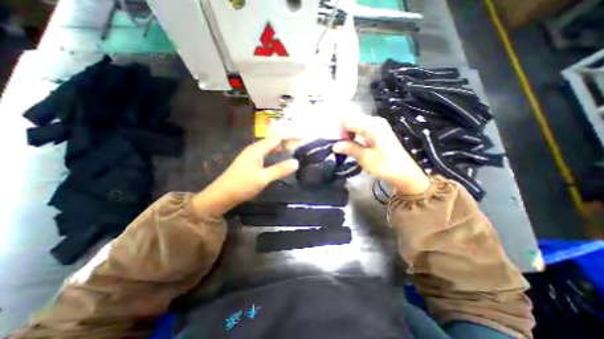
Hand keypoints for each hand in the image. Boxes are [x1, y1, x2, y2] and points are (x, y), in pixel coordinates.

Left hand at [192, 136, 297, 217]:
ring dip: (282, 146)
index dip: (291, 136)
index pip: (277, 138)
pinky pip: (267, 153)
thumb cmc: (241, 185)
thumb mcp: (262, 178)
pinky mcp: (252, 162)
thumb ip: (279, 170)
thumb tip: (296, 162)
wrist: (221, 195)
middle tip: (302, 142)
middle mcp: (255, 149)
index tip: (303, 136)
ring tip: (294, 148)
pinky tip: (280, 156)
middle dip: (288, 140)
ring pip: (270, 147)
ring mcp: (252, 155)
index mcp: (257, 149)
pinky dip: (276, 153)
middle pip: (274, 140)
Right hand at [336, 114, 428, 193]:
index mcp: (372, 125)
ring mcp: (376, 126)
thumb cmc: (385, 166)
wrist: (404, 174)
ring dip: (346, 132)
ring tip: (340, 143)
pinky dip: (352, 134)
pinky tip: (348, 142)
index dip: (338, 128)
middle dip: (341, 128)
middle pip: (352, 119)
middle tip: (334, 141)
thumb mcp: (365, 158)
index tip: (331, 138)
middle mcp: (374, 121)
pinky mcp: (377, 132)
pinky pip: (360, 128)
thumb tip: (334, 145)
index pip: (349, 119)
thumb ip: (349, 148)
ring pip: (355, 123)